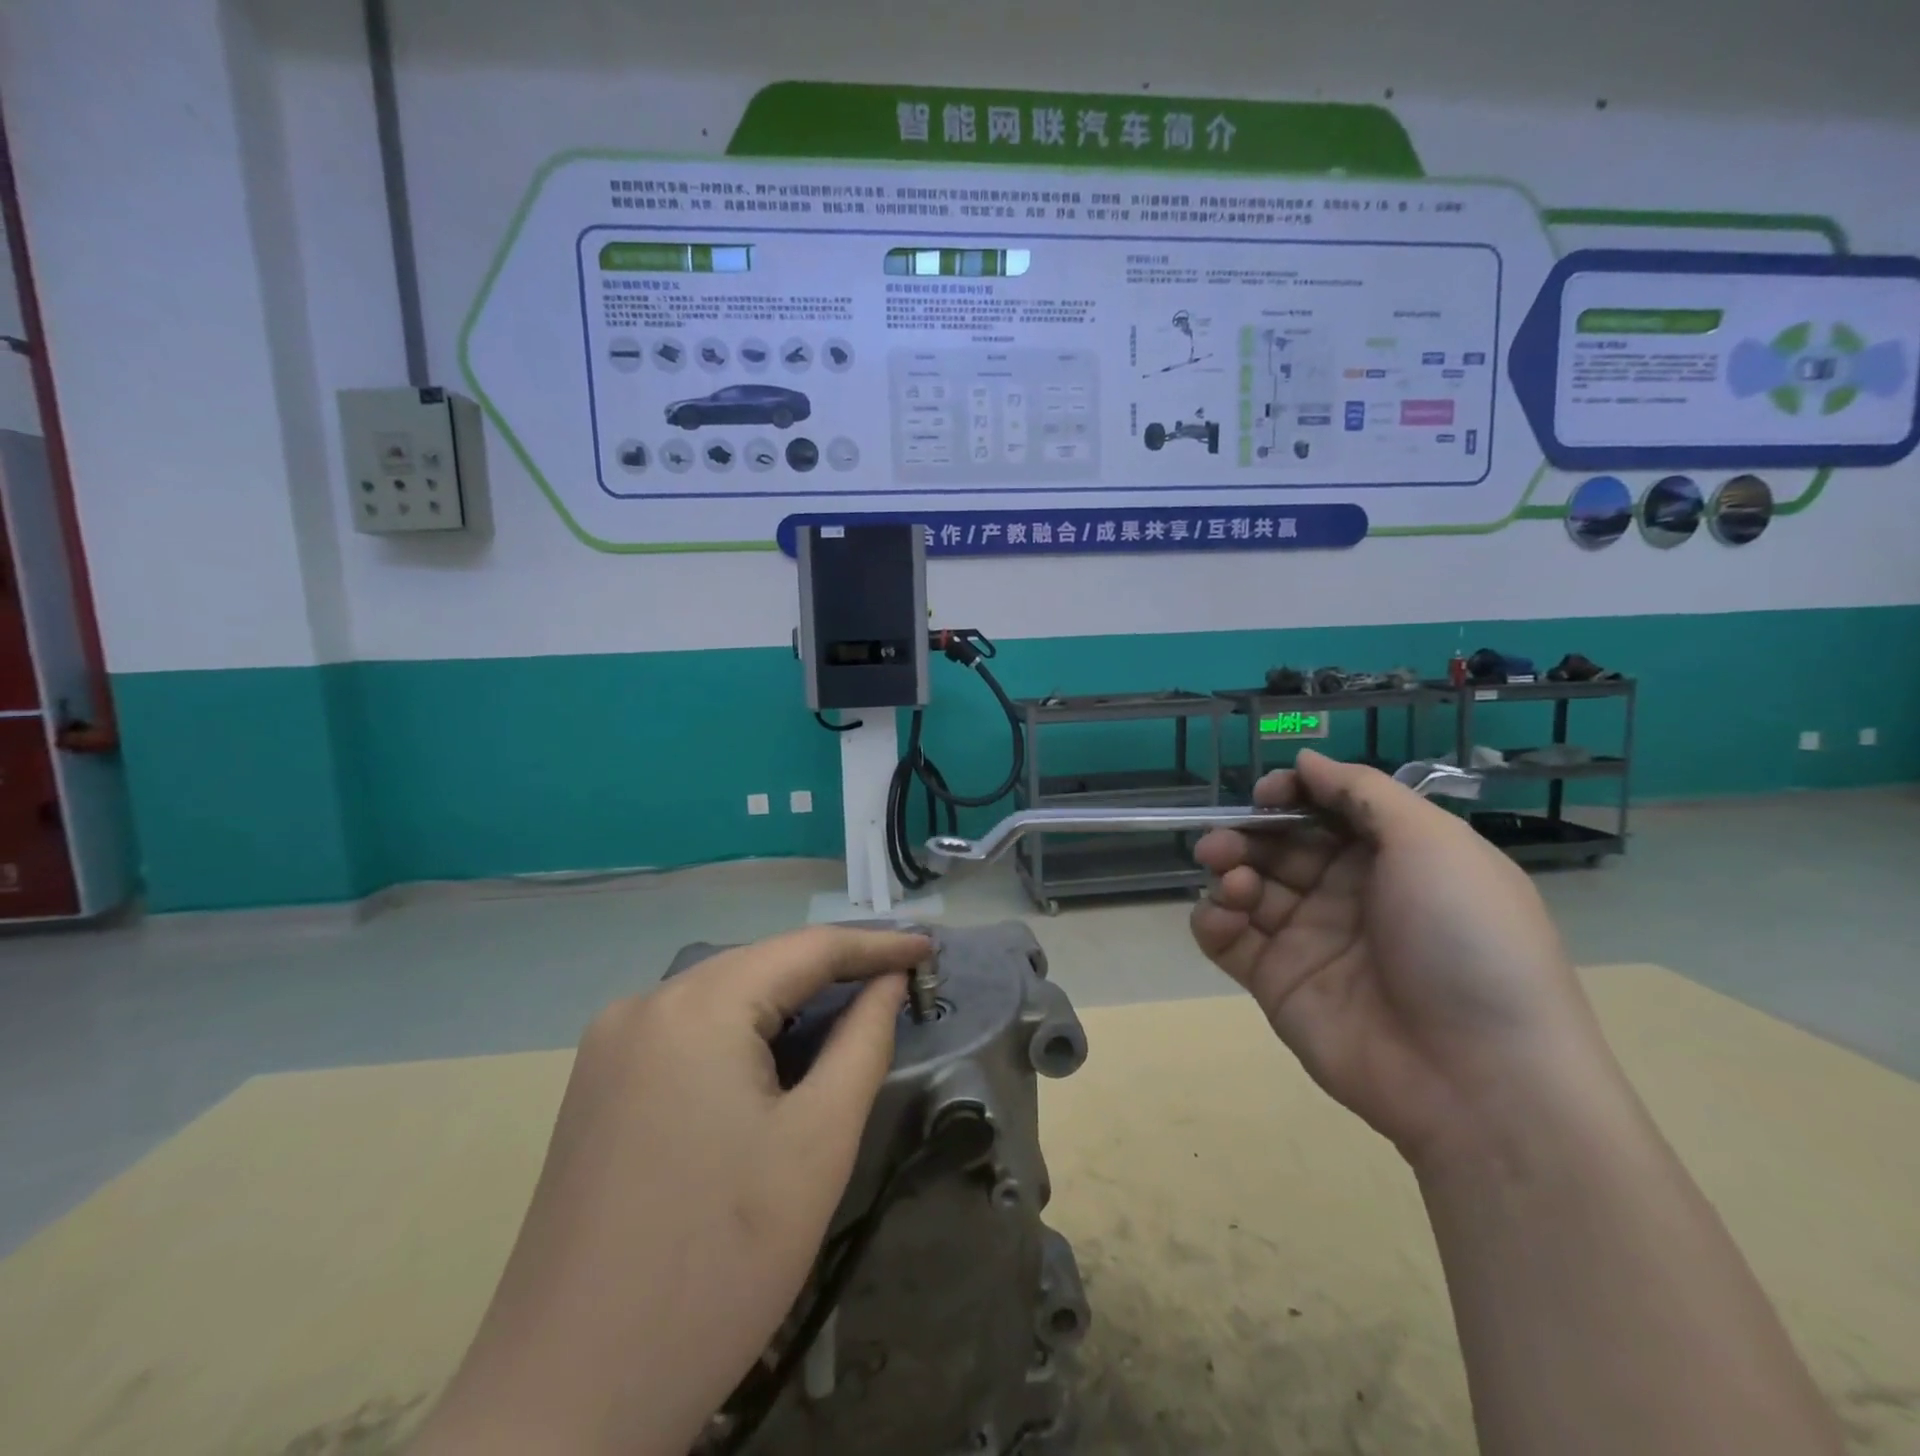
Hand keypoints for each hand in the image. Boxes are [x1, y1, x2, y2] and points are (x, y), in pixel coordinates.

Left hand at [412, 925, 929, 1455]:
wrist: (566, 1404)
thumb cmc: (718, 1265)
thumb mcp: (817, 1145)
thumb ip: (862, 1043)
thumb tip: (888, 985)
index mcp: (695, 1007)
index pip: (806, 949)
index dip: (876, 945)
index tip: (929, 949)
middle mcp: (644, 1005)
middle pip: (760, 966)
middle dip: (832, 971)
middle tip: (898, 982)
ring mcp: (610, 1046)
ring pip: (723, 995)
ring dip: (788, 1002)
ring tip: (850, 1012)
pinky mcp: (597, 1087)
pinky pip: (688, 1030)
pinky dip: (743, 1031)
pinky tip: (773, 1057)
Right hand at [1190, 751, 1618, 1165]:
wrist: (1480, 1078)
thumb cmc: (1465, 940)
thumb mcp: (1433, 843)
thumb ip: (1362, 792)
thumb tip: (1306, 758)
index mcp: (1393, 857)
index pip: (1326, 810)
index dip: (1292, 795)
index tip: (1266, 794)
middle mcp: (1348, 893)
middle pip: (1279, 846)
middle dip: (1247, 834)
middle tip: (1225, 843)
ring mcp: (1309, 939)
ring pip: (1247, 886)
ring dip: (1227, 871)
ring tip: (1233, 883)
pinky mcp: (1277, 982)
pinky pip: (1228, 939)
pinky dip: (1213, 919)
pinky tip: (1223, 915)